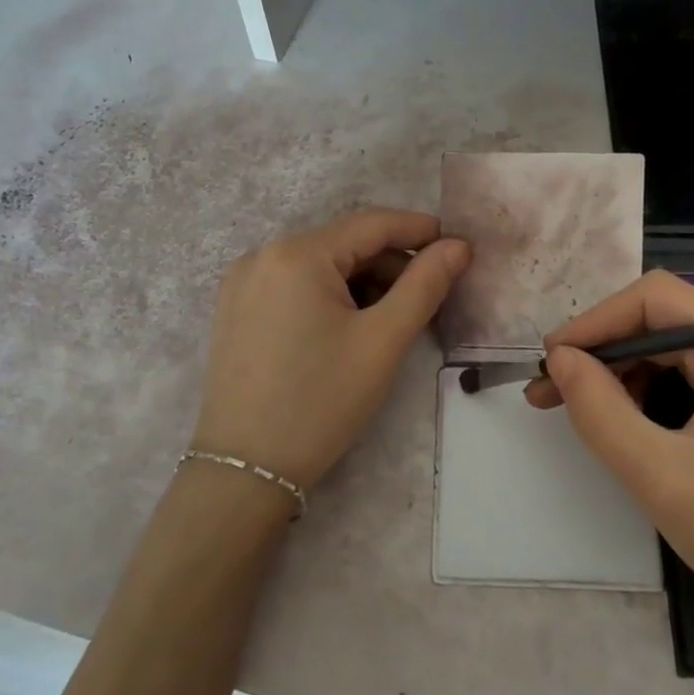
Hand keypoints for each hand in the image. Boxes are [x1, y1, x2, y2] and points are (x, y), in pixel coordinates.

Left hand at [193, 208, 469, 492]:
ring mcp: (242, 283)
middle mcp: (262, 255)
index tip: (457, 244)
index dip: (418, 230)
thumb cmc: (321, 401)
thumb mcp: (382, 341)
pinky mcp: (235, 309)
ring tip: (392, 318)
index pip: (371, 224)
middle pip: (343, 244)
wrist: (245, 470)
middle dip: (390, 263)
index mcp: (296, 254)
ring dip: (362, 282)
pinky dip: (330, 295)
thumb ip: (425, 285)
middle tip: (429, 296)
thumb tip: (458, 246)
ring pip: (320, 266)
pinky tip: (349, 327)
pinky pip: (294, 285)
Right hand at [528, 270, 693, 653]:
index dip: (593, 322)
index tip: (551, 361)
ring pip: (678, 350)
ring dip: (626, 373)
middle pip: (664, 320)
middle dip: (604, 351)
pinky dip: (657, 394)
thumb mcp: (659, 475)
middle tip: (554, 392)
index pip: (653, 298)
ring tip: (585, 412)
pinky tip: (633, 425)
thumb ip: (598, 410)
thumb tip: (561, 359)